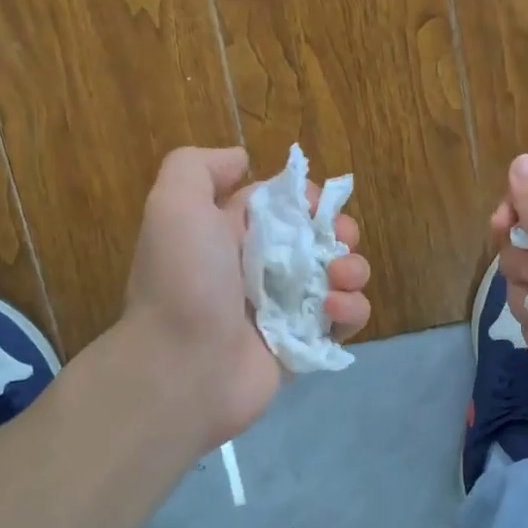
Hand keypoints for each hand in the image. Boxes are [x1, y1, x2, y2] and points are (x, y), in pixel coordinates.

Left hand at [120, 147, 370, 449]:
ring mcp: (287, 309)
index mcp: (234, 233)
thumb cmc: (184, 282)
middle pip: (320, 238)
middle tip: (339, 241)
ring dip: (352, 269)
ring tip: (337, 279)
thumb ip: (199, 167)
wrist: (182, 368)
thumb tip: (242, 160)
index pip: (285, 203)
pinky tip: (332, 312)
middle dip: (340, 232)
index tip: (315, 205)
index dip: (307, 198)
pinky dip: (350, 311)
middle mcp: (262, 268)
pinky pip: (344, 321)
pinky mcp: (306, 344)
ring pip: (340, 277)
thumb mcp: (174, 205)